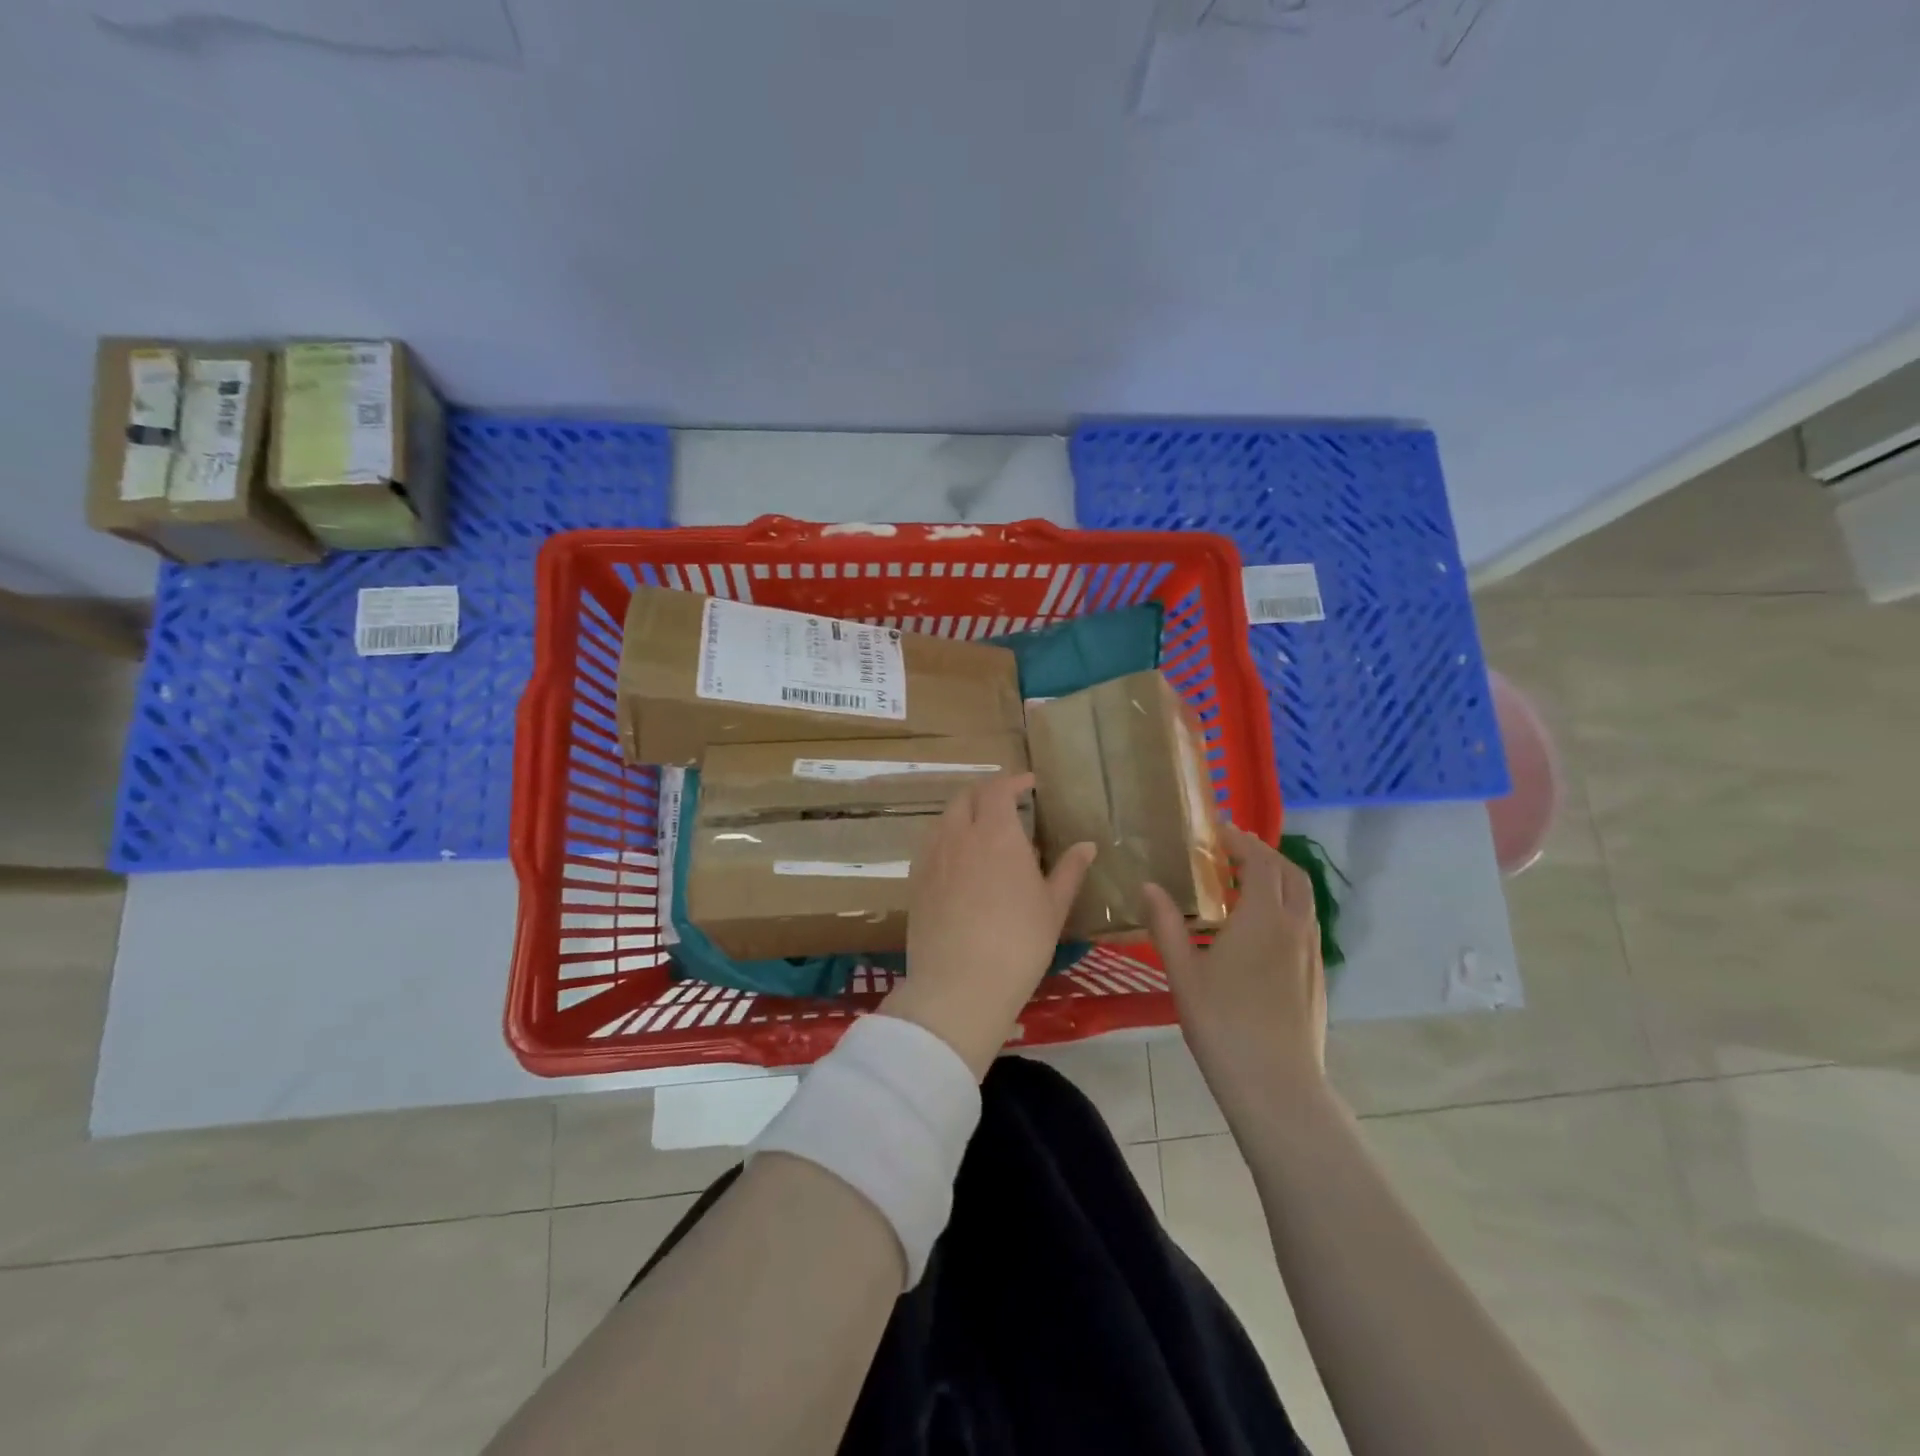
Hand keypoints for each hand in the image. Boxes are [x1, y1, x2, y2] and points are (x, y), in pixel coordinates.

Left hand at [881, 773, 1095, 1079]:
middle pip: (966, 797)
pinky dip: (946, 838)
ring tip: (981, 830)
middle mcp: (959, 835)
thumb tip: (1087, 845)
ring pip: (944, 818)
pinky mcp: (915, 880)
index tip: (1029, 784)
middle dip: (986, 793)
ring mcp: (932, 856)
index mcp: (996, 833)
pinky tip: (958, 860)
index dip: (1013, 781)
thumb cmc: (1018, 943)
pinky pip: (930, 844)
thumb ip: (1069, 870)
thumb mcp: (1053, 907)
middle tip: (1006, 804)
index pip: (998, 788)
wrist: (960, 984)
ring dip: (964, 813)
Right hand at [1143, 823, 1326, 1123]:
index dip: (1240, 841)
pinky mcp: (1316, 977)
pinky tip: (1261, 930)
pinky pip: (1305, 923)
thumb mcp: (1183, 972)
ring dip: (1278, 879)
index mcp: (1263, 917)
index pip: (1259, 861)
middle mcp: (1295, 926)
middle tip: (1232, 851)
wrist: (1277, 1086)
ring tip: (1245, 884)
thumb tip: (1148, 885)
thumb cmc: (1223, 1023)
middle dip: (1263, 853)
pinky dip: (1285, 906)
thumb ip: (1166, 924)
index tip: (1217, 831)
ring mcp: (1311, 953)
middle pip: (1289, 873)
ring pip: (1303, 899)